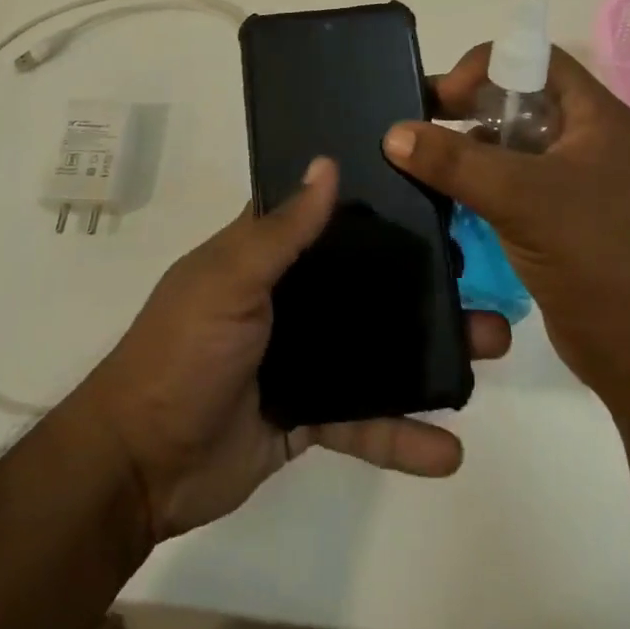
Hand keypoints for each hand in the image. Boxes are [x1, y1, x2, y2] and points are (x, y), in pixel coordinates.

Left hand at [76, 157, 511, 541]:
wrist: (141, 465)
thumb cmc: (183, 351)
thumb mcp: (229, 279)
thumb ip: (281, 230)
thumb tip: (328, 163)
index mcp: (266, 255)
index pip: (326, 215)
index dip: (373, 201)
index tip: (432, 189)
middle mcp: (291, 297)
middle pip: (366, 282)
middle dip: (421, 280)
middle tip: (480, 274)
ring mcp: (304, 356)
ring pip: (377, 348)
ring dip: (429, 352)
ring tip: (488, 349)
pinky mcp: (310, 415)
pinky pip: (364, 420)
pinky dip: (401, 435)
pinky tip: (449, 450)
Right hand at [383, 43, 629, 389]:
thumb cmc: (590, 254)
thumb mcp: (517, 197)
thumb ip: (453, 161)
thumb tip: (393, 134)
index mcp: (597, 117)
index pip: (537, 60)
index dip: (488, 66)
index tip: (447, 98)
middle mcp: (590, 139)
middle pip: (521, 99)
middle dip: (470, 107)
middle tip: (422, 123)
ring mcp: (578, 180)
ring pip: (514, 142)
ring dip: (471, 146)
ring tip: (426, 160)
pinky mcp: (563, 216)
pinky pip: (515, 180)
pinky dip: (481, 180)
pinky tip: (448, 195)